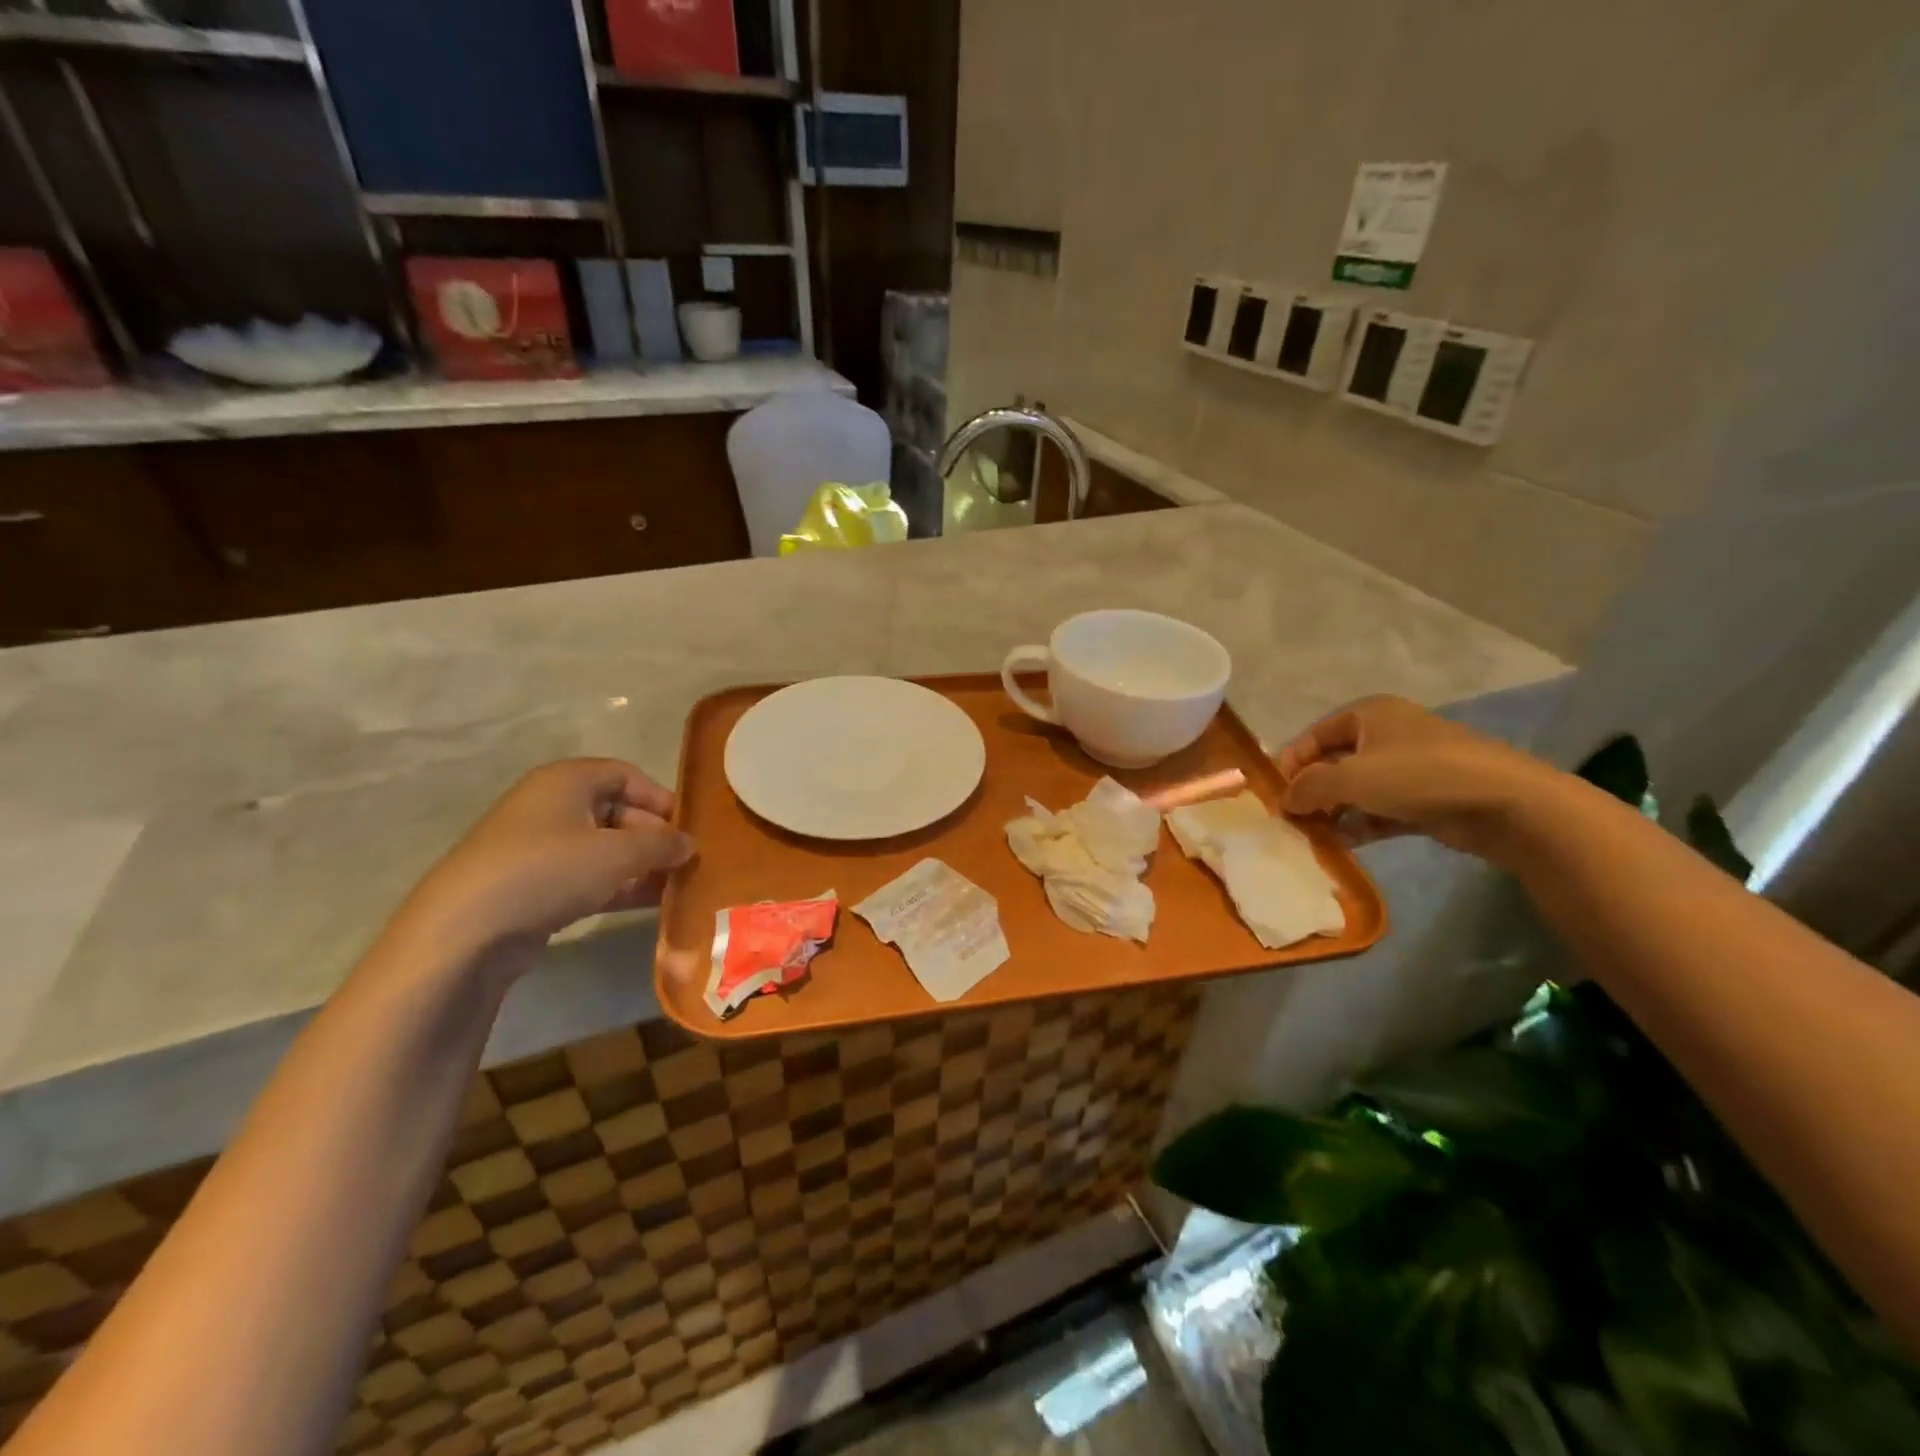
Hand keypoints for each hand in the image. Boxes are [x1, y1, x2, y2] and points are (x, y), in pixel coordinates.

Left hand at [395, 758, 694, 962]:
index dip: (661, 798)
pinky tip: (650, 904)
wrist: (465, 932)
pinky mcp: (534, 886)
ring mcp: (540, 848)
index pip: (626, 775)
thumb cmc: (548, 871)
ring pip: (605, 848)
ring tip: (677, 886)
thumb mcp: (617, 853)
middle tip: (687, 863)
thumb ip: (661, 844)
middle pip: (618, 812)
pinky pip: (588, 877)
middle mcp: (552, 806)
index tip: (688, 827)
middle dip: (654, 837)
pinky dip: (619, 886)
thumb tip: (689, 844)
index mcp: (566, 781)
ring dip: (641, 866)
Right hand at [1277, 696, 1566, 862]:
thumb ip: (1309, 787)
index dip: (1291, 762)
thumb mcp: (1351, 778)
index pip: (1314, 735)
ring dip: (1334, 812)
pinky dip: (1361, 825)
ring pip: (1357, 789)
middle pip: (1334, 762)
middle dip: (1312, 791)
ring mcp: (1409, 768)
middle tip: (1291, 819)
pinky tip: (1342, 845)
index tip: (1275, 794)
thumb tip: (1284, 800)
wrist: (1505, 803)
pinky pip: (1380, 810)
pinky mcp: (1426, 799)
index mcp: (1369, 714)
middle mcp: (1387, 735)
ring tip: (1312, 836)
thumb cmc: (1418, 775)